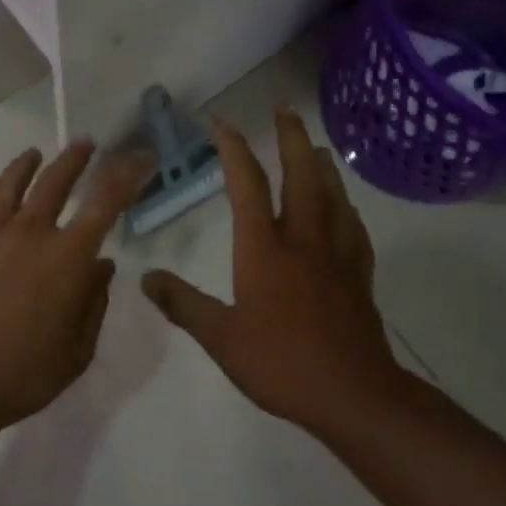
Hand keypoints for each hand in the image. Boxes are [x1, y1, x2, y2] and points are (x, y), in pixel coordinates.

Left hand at [0, 140, 147, 433]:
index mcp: (67, 257)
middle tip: (84, 143)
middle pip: (54, 182)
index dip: (126, 175)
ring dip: (24, 166)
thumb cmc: (24, 374)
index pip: (105, 202)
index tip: (139, 158)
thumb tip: (102, 267)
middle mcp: (29, 234)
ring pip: (8, 187)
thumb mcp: (77, 351)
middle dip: (74, 158)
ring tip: (33, 154)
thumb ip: (93, 303)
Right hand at [141, 108, 405, 437]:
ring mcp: (337, 256)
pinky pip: (354, 230)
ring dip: (322, 166)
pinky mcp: (359, 277)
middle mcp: (303, 240)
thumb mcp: (221, 338)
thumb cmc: (282, 362)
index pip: (247, 185)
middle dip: (291, 139)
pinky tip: (346, 209)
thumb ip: (183, 304)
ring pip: (333, 196)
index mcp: (264, 248)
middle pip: (301, 176)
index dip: (233, 148)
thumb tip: (146, 279)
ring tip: (317, 148)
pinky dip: (347, 209)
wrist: (354, 395)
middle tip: (285, 110)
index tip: (221, 121)